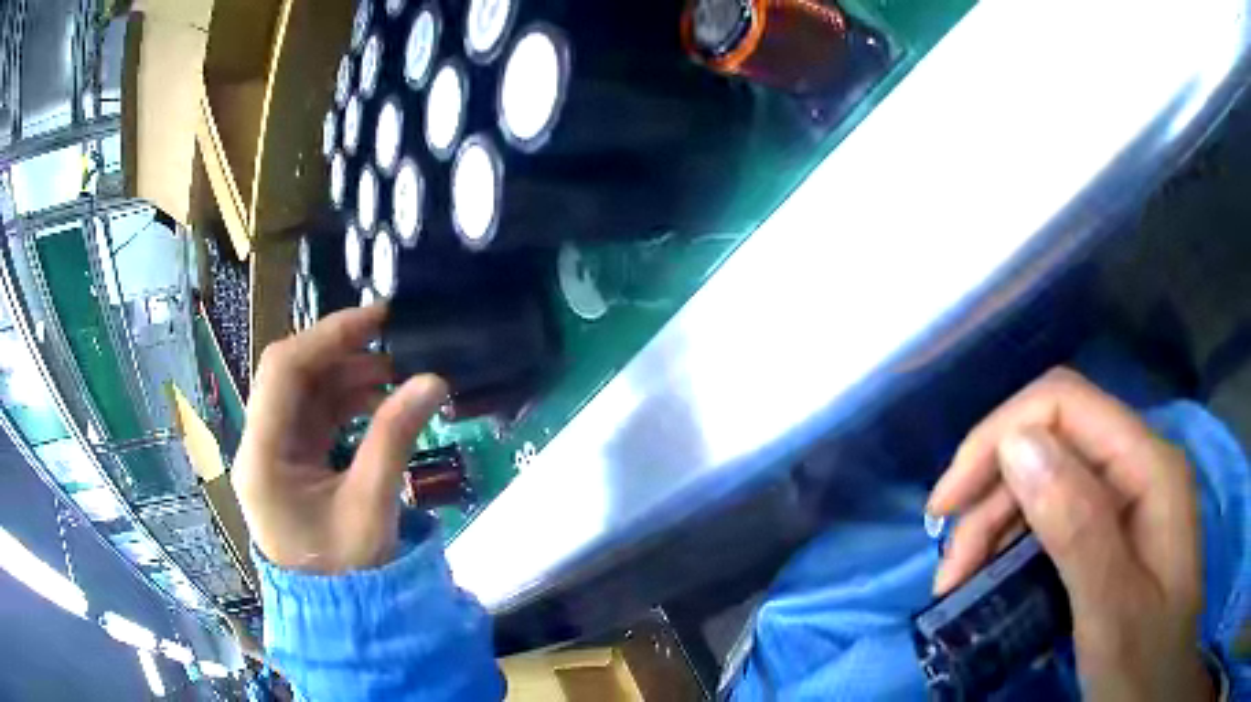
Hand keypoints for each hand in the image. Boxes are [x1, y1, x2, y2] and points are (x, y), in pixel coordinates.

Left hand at [232, 305, 446, 573]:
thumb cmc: (347, 573)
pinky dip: (346, 402)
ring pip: (304, 393)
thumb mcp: (371, 507)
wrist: (338, 618)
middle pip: (290, 377)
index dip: (326, 336)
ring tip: (394, 371)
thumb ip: (394, 439)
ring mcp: (274, 454)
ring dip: (345, 376)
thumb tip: (433, 381)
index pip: (282, 373)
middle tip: (390, 337)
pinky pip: (315, 417)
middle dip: (338, 351)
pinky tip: (379, 400)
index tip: (376, 319)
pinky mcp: (292, 463)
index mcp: (263, 457)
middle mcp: (260, 446)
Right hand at [927, 368, 1213, 700]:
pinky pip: (1055, 511)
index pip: (1065, 405)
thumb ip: (1079, 526)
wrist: (1157, 691)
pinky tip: (993, 576)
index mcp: (1150, 467)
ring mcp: (1127, 495)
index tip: (947, 506)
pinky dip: (1014, 540)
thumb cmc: (1144, 663)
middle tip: (949, 567)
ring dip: (995, 523)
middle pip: (1051, 440)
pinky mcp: (1114, 527)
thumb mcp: (1113, 610)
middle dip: (990, 494)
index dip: (999, 437)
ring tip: (959, 581)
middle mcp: (1138, 465)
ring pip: (1048, 476)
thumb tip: (1017, 445)